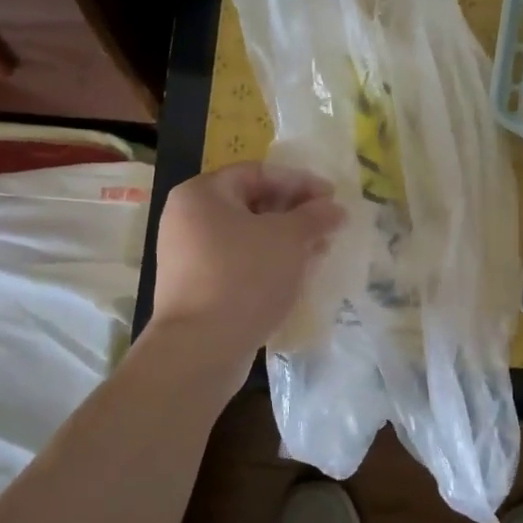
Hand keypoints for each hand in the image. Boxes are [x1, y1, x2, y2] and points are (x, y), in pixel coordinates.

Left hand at [149, 162, 345, 366]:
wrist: (201, 348)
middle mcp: (187, 219)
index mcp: (201, 194)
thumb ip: (315, 216)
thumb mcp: (289, 239)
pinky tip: (297, 276)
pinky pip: (238, 264)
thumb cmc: (244, 276)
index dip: (299, 181)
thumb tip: (335, 209)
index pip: (257, 173)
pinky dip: (268, 263)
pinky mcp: (196, 288)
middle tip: (328, 225)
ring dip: (285, 241)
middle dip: (295, 213)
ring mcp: (188, 256)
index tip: (332, 197)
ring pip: (247, 237)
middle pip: (251, 204)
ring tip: (320, 251)